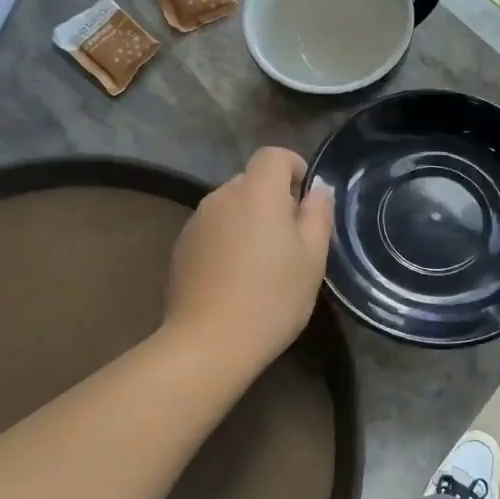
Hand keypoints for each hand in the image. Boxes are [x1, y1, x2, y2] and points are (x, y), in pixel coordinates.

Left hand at [166, 146, 334, 368]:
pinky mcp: (181, 247)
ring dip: (248, 220)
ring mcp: (196, 222)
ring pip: (230, 207)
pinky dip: (227, 240)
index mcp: (257, 193)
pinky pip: (212, 230)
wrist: (209, 342)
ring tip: (262, 262)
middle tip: (291, 239)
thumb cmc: (272, 298)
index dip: (294, 167)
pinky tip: (235, 277)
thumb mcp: (312, 259)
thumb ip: (318, 216)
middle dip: (273, 199)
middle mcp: (222, 196)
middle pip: (251, 181)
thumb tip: (318, 191)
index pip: (273, 156)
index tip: (307, 198)